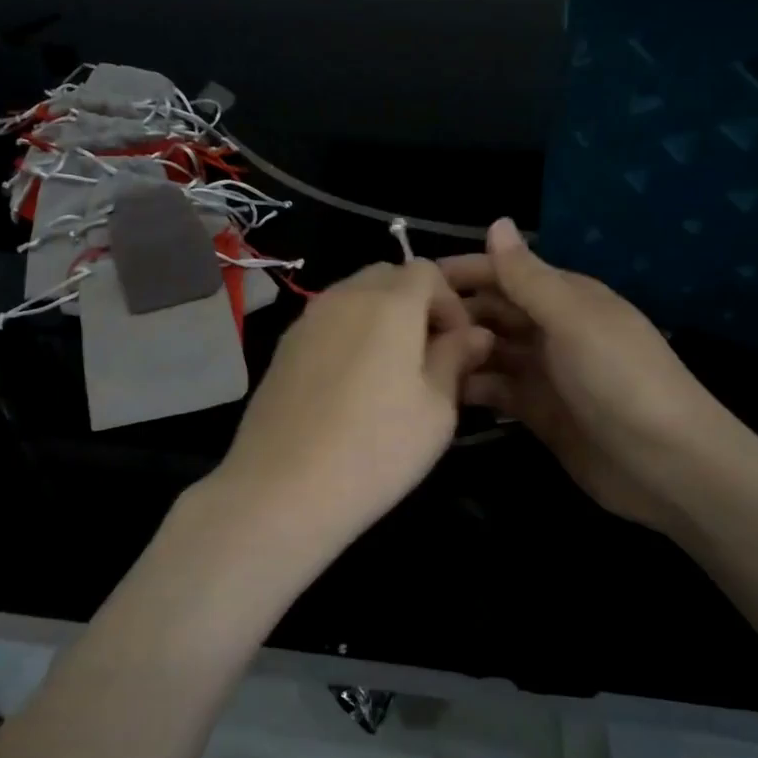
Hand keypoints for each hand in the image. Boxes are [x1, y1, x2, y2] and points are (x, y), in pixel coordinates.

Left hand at [211, 260, 493, 561]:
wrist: (283, 487)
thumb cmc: (376, 449)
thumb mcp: (436, 409)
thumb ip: (455, 359)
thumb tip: (475, 334)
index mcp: (389, 302)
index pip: (427, 270)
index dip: (450, 302)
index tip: (457, 346)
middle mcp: (343, 297)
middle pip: (387, 276)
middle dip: (415, 304)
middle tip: (427, 356)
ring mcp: (306, 320)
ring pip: (353, 296)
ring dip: (380, 318)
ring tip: (390, 372)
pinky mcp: (283, 347)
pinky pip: (327, 322)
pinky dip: (348, 334)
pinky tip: (350, 385)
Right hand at [441, 220, 739, 529]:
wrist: (665, 464)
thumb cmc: (620, 379)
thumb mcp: (573, 320)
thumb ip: (528, 277)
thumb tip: (496, 222)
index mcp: (565, 297)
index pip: (504, 273)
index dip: (462, 273)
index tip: (411, 282)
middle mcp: (550, 329)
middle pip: (491, 311)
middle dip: (453, 314)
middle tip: (400, 328)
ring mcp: (542, 372)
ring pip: (487, 351)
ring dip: (457, 351)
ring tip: (412, 361)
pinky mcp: (535, 411)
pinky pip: (493, 390)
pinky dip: (469, 388)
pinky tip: (437, 392)